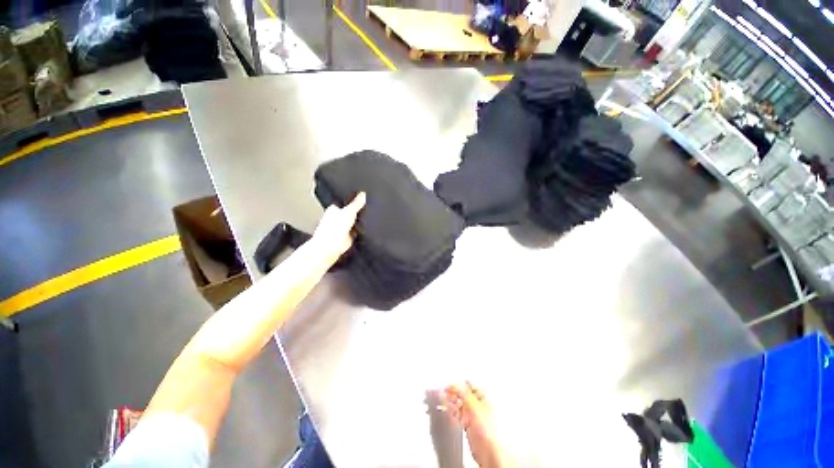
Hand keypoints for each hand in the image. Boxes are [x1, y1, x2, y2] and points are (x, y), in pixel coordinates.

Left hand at [312, 192, 365, 262]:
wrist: (331, 246)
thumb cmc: (332, 228)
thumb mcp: (349, 211)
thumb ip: (357, 203)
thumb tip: (363, 194)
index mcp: (334, 209)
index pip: (345, 202)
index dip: (353, 201)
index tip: (362, 198)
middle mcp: (337, 218)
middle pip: (351, 212)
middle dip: (357, 212)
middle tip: (364, 210)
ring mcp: (343, 228)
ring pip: (354, 222)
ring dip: (359, 222)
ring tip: (364, 220)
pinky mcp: (348, 236)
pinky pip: (357, 231)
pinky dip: (360, 231)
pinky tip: (363, 229)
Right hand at [444, 382, 511, 467]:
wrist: (490, 452)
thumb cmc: (490, 430)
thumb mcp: (474, 406)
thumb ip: (464, 393)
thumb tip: (454, 384)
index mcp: (484, 396)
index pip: (469, 385)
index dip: (458, 384)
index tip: (448, 385)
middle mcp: (479, 404)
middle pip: (463, 394)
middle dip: (453, 392)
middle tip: (444, 392)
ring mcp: (474, 415)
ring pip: (460, 403)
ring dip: (451, 401)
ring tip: (443, 400)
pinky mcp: (469, 424)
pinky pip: (458, 414)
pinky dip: (452, 411)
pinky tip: (447, 410)